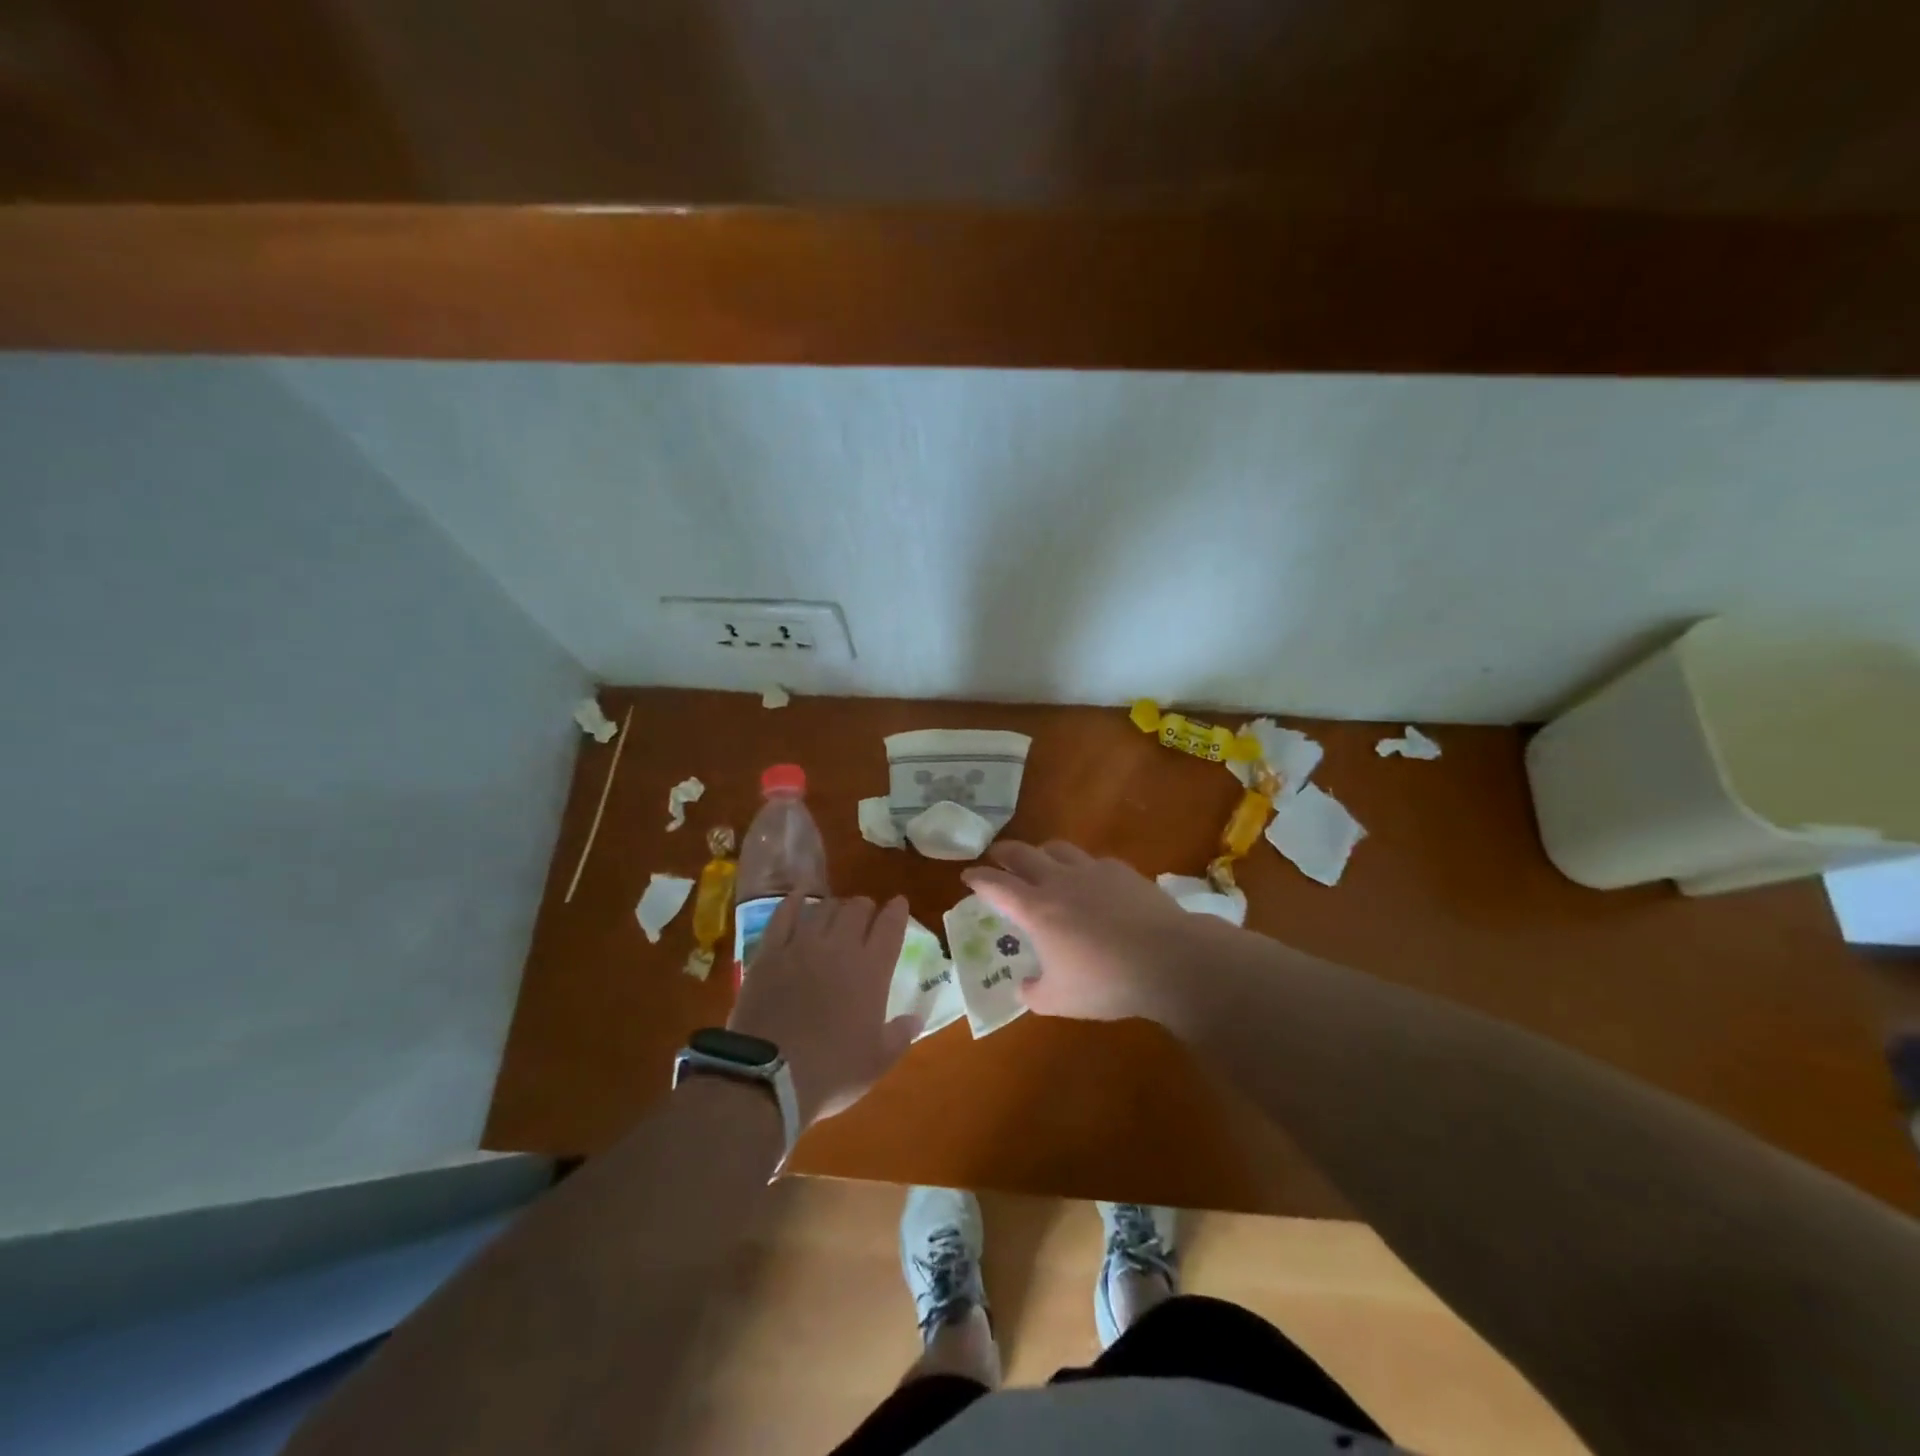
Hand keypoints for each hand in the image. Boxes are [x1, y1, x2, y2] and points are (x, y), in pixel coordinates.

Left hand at [728, 894, 919, 1128]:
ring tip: (837, 912)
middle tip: (866, 916)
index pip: (891, 926)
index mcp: (872, 970)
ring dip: (836, 906)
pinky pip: (785, 914)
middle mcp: (840, 947)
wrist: (767, 1076)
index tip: (899, 903)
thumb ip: (900, 1034)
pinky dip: (795, 901)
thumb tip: (915, 1017)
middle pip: (857, 909)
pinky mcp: (770, 951)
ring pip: (825, 907)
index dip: (897, 911)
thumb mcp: (876, 1062)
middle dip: (866, 908)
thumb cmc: (831, 1071)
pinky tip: (800, 896)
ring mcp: (802, 945)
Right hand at [961, 841, 1215, 1028]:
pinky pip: (1092, 860)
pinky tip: (1089, 881)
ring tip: (1040, 861)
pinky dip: (1080, 866)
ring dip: (1041, 852)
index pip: (997, 885)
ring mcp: (1092, 871)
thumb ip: (1034, 993)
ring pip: (1057, 848)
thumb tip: (1023, 987)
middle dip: (1004, 853)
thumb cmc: (1107, 982)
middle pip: (1023, 854)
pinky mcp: (1121, 871)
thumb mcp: (1060, 1001)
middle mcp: (1059, 881)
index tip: (967, 875)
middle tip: (996, 857)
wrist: (1169, 959)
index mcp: (1037, 910)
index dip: (978, 878)